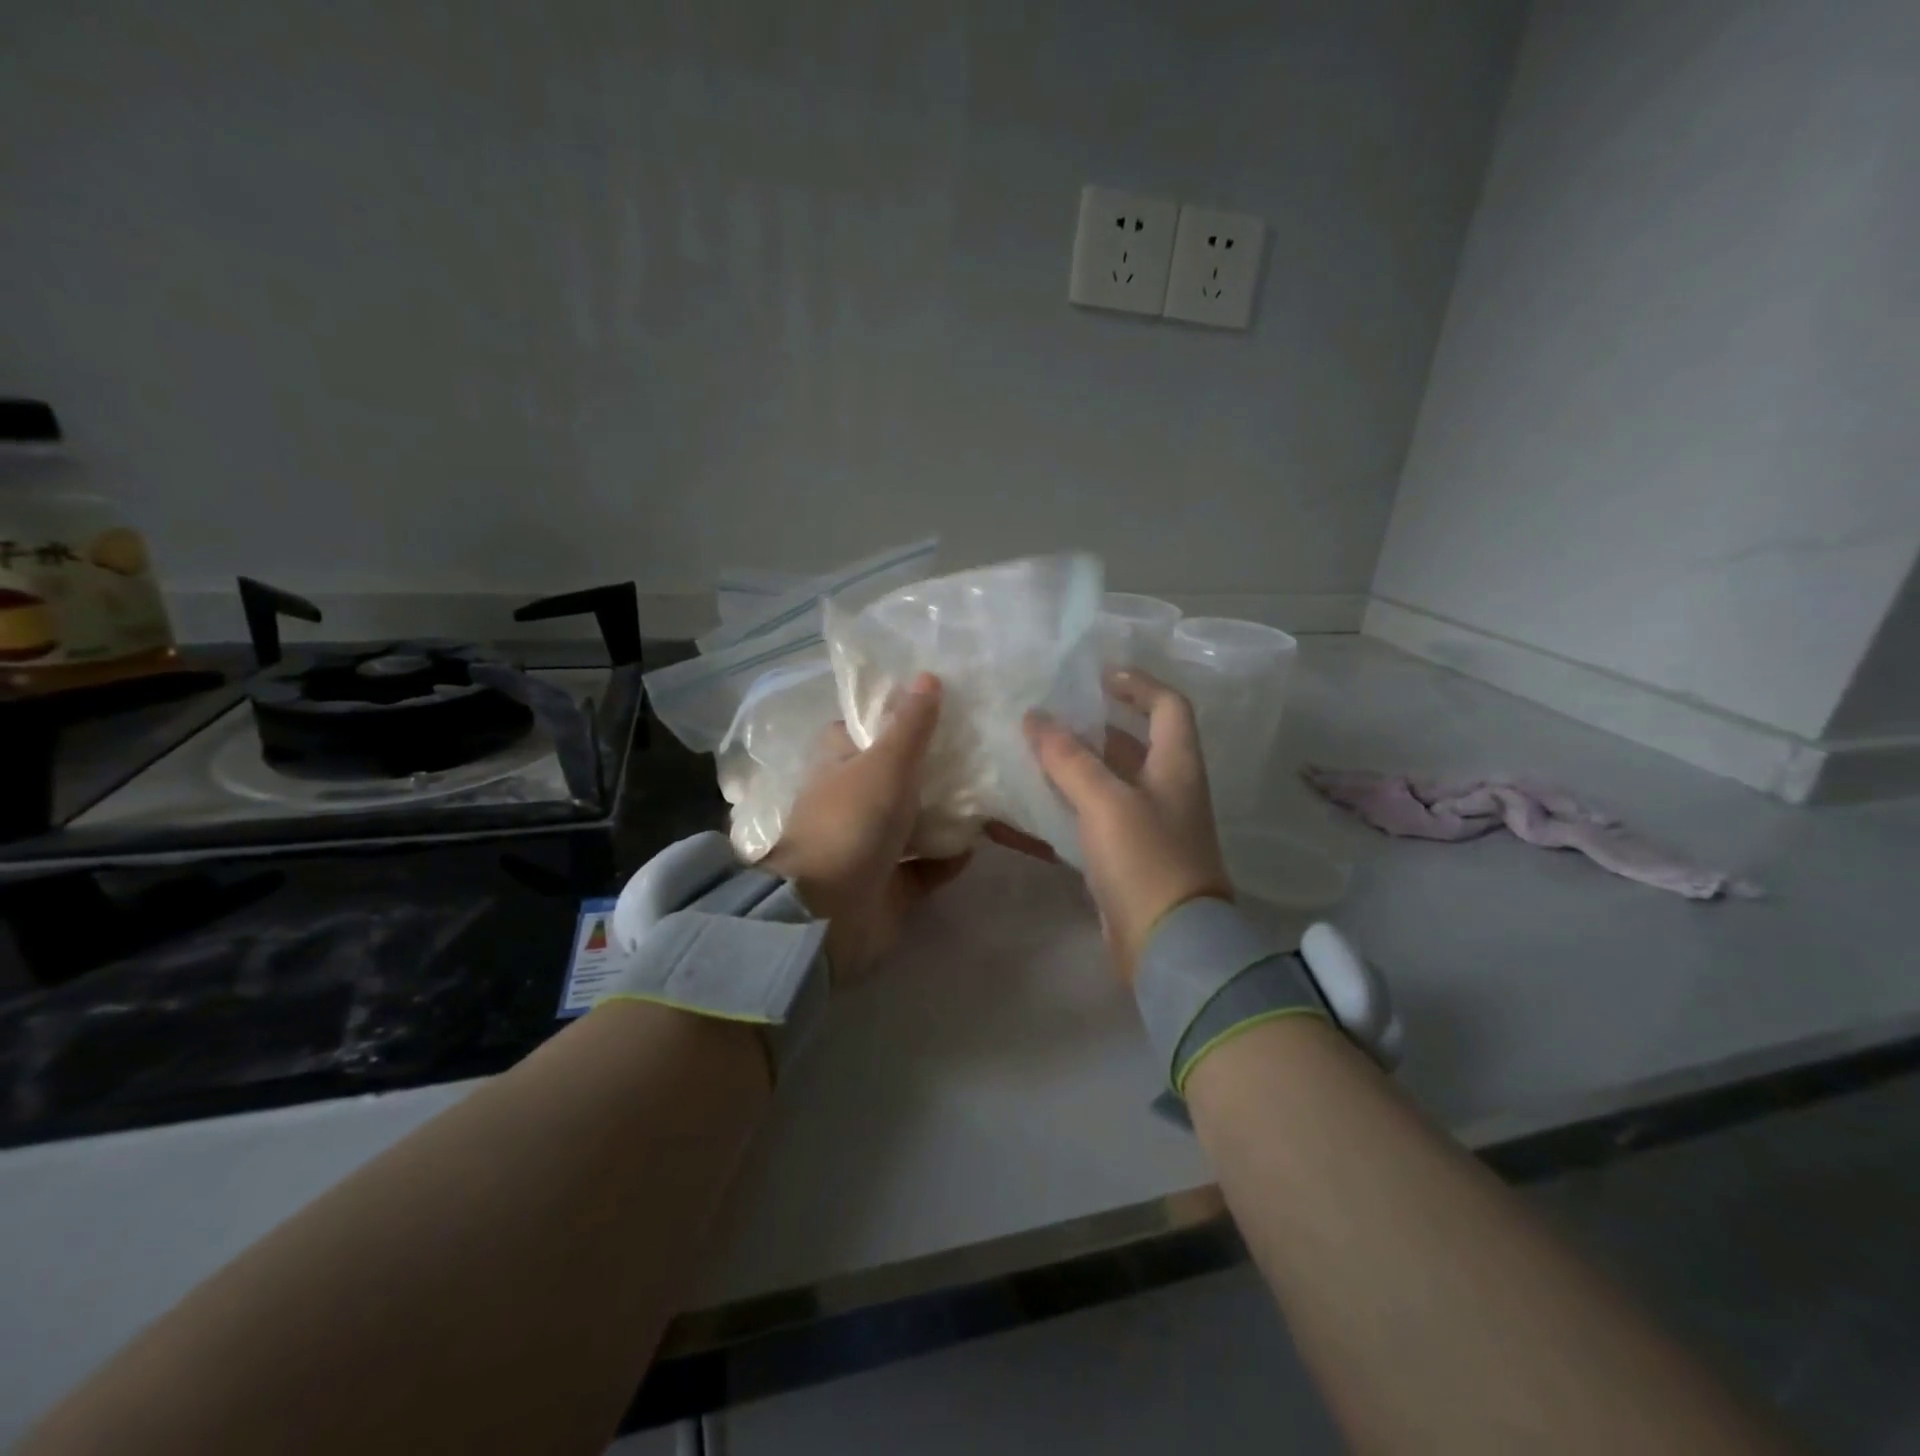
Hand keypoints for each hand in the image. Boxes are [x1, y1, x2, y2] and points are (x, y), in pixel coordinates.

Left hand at [764, 673, 970, 981]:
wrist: (828, 912)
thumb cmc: (852, 823)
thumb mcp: (886, 763)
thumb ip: (911, 725)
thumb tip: (928, 677)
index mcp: (840, 766)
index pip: (862, 731)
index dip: (893, 718)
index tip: (937, 707)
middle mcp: (854, 802)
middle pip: (897, 777)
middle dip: (933, 768)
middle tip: (979, 749)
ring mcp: (871, 846)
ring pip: (915, 822)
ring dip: (946, 814)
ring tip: (990, 794)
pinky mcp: (891, 885)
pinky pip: (927, 867)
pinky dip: (949, 857)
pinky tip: (979, 845)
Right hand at [992, 670, 1231, 983]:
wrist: (1168, 946)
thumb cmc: (1146, 860)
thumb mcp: (1106, 801)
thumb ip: (1068, 757)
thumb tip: (1034, 717)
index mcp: (1175, 765)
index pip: (1168, 705)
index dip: (1137, 683)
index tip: (1095, 675)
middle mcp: (1164, 790)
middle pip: (1130, 744)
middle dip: (1089, 727)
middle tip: (1043, 716)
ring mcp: (1145, 828)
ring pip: (1104, 785)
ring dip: (1068, 770)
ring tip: (1023, 755)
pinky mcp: (1123, 860)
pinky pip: (1087, 824)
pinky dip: (1058, 814)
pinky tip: (1018, 814)